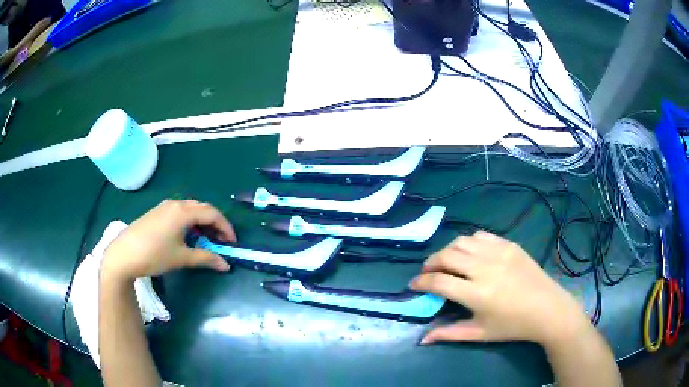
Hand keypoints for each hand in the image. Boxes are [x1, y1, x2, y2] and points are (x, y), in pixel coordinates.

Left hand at [101, 199, 235, 282]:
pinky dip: (190, 221)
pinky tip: (187, 235)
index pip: (212, 214)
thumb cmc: (155, 255)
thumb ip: (206, 258)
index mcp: (184, 211)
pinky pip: (179, 212)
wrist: (124, 254)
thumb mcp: (182, 258)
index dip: (225, 227)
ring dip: (202, 222)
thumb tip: (226, 265)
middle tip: (221, 241)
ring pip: (190, 209)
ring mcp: (164, 206)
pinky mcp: (156, 212)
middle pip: (202, 208)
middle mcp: (175, 204)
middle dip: (215, 223)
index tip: (232, 243)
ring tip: (206, 239)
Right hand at [410, 231, 589, 345]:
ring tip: (446, 262)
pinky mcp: (509, 245)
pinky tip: (469, 253)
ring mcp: (499, 253)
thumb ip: (449, 334)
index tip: (414, 285)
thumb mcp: (480, 333)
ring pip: (462, 242)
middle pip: (447, 256)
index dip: (421, 282)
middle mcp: (485, 268)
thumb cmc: (513, 326)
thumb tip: (422, 339)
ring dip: (447, 251)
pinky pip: (481, 236)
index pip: (439, 281)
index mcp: (477, 294)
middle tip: (427, 272)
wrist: (548, 309)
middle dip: (430, 263)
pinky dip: (468, 242)